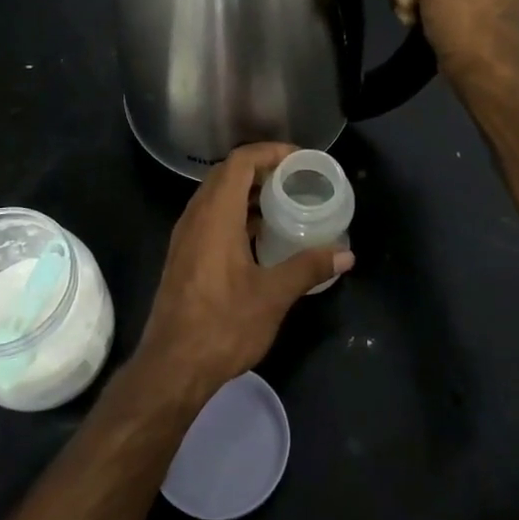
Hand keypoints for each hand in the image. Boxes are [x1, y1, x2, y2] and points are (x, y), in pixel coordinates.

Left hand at [136, 144, 352, 400]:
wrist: (172, 367)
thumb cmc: (223, 325)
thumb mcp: (273, 295)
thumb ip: (308, 267)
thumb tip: (346, 254)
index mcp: (215, 215)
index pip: (239, 162)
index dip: (269, 152)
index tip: (299, 159)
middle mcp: (195, 217)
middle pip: (226, 175)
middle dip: (261, 169)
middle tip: (296, 179)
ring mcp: (185, 237)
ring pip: (216, 197)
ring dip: (248, 193)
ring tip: (284, 203)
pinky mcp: (184, 256)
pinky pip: (211, 218)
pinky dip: (236, 215)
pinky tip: (261, 237)